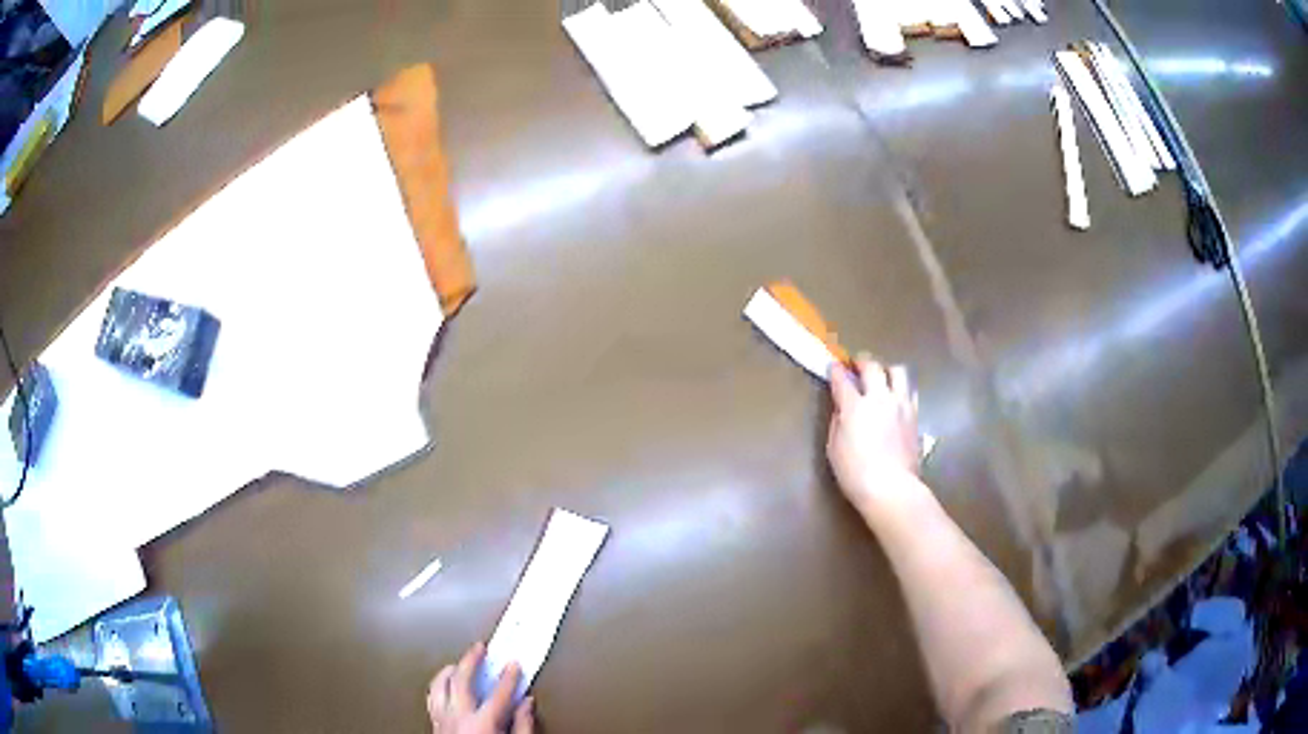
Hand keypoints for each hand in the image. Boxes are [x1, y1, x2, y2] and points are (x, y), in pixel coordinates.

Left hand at [428, 642, 533, 733]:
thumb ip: (523, 726)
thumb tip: (526, 704)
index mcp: (482, 724)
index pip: (500, 693)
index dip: (509, 676)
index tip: (514, 664)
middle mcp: (458, 718)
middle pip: (462, 679)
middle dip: (472, 659)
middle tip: (481, 648)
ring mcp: (442, 721)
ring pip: (439, 685)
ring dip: (449, 670)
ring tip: (458, 663)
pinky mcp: (434, 726)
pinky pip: (432, 698)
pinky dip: (438, 687)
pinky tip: (444, 685)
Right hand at [827, 355, 922, 512]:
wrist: (892, 488)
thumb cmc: (855, 473)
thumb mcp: (834, 449)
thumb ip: (838, 423)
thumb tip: (842, 409)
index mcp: (855, 406)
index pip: (842, 379)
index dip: (836, 370)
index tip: (833, 366)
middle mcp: (880, 398)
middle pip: (873, 367)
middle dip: (862, 362)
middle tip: (857, 365)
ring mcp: (901, 405)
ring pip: (898, 372)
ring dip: (887, 370)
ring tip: (882, 377)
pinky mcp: (915, 416)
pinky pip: (910, 391)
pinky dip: (901, 388)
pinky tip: (897, 397)